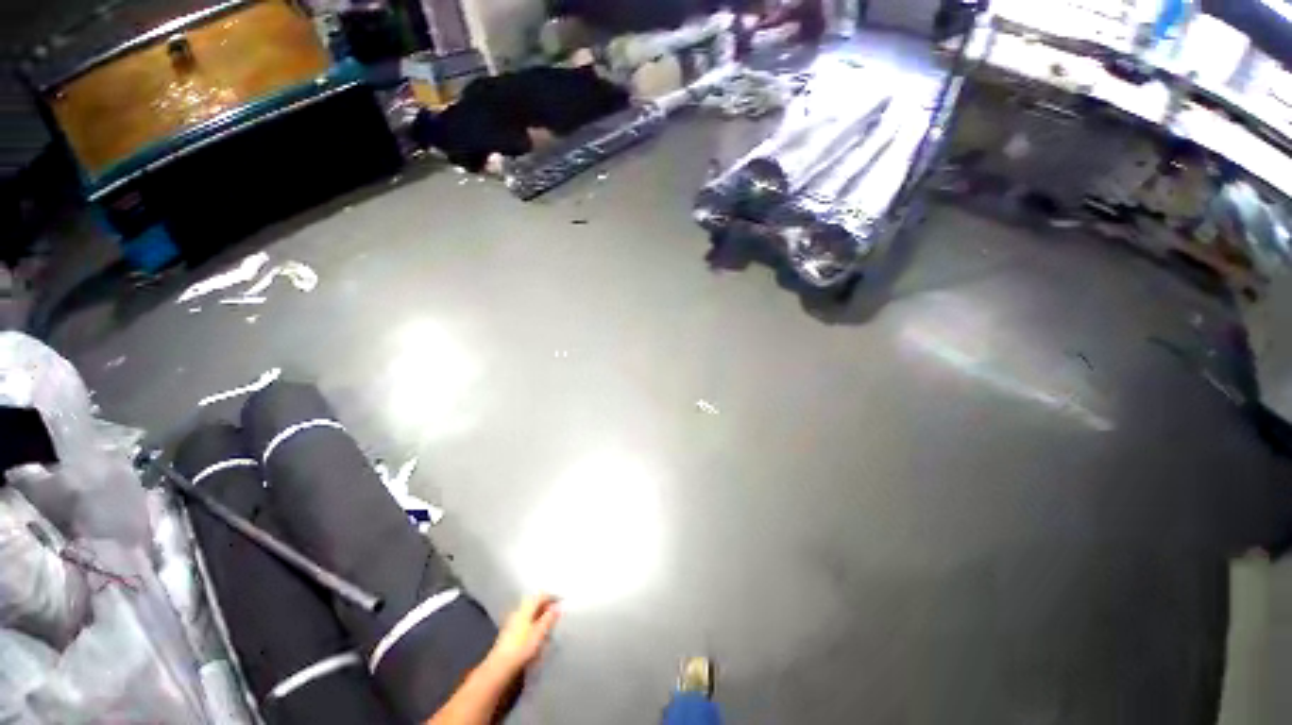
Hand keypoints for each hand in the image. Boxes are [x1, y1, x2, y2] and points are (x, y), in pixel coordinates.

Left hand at [487, 594, 560, 675]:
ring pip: (530, 613)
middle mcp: (518, 611)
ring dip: (540, 615)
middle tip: (557, 614)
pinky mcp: (509, 633)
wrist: (500, 667)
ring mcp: (512, 622)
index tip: (562, 602)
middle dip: (546, 607)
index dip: (552, 596)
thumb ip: (549, 618)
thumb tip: (558, 606)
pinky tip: (537, 633)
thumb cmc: (522, 647)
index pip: (541, 595)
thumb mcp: (539, 632)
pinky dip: (533, 623)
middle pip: (535, 603)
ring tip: (549, 625)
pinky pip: (525, 621)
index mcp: (526, 608)